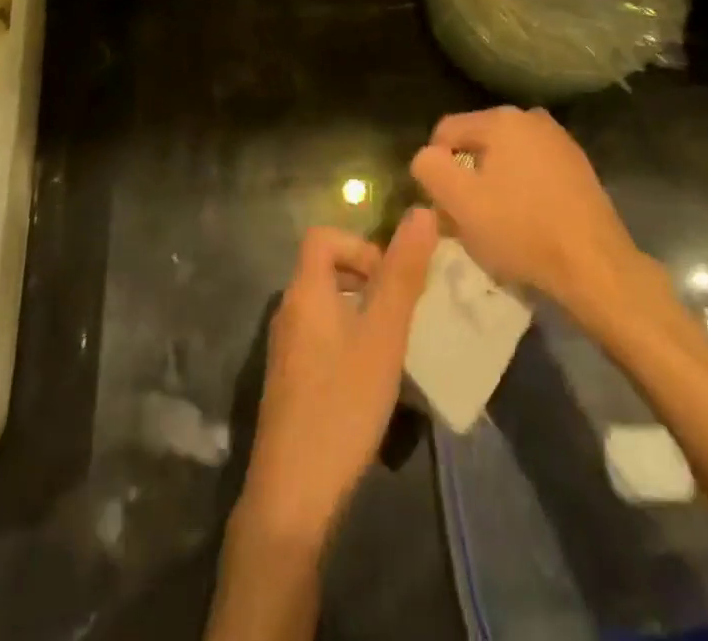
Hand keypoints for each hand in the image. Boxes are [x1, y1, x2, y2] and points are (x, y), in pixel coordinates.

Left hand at [238, 209, 439, 546]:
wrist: (292, 497)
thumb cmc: (342, 403)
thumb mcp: (383, 335)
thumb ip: (403, 273)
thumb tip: (422, 211)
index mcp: (305, 291)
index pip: (323, 236)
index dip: (359, 244)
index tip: (390, 278)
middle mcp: (288, 311)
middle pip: (326, 269)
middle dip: (368, 279)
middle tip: (401, 312)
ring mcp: (285, 350)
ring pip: (327, 307)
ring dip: (361, 312)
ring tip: (394, 345)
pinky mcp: (289, 382)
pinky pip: (321, 338)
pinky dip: (348, 341)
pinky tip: (371, 380)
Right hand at [411, 106, 641, 315]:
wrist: (595, 266)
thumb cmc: (521, 231)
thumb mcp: (460, 202)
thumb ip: (429, 168)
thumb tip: (427, 157)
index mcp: (501, 119)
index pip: (445, 132)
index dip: (435, 169)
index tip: (443, 206)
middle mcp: (531, 118)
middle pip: (476, 143)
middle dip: (465, 177)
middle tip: (466, 219)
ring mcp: (559, 141)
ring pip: (505, 158)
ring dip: (493, 185)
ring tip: (496, 225)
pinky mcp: (577, 166)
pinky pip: (532, 170)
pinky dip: (521, 191)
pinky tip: (526, 223)